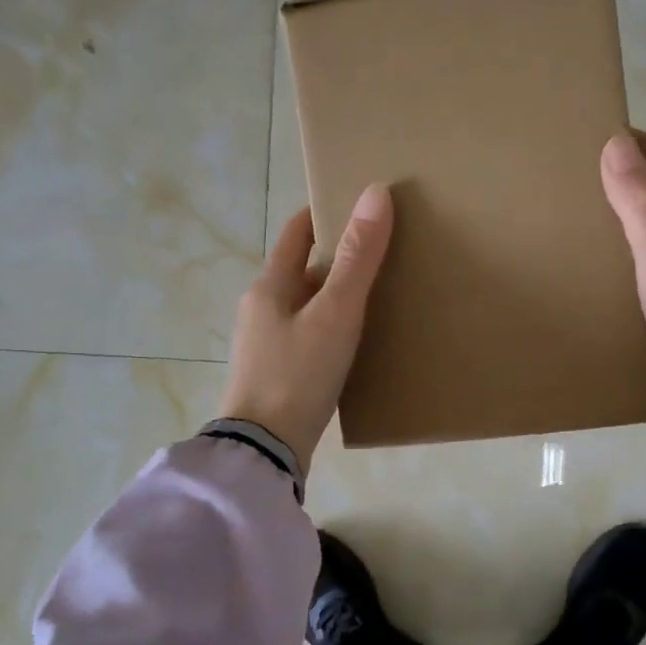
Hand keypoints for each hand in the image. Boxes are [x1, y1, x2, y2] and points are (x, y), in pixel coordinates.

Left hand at [219, 186, 394, 473]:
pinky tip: (357, 340)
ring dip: (337, 294)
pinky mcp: (276, 372)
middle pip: (303, 268)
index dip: (326, 213)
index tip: (361, 206)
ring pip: (307, 304)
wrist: (264, 451)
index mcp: (269, 285)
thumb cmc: (297, 374)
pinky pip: (308, 334)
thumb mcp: (335, 314)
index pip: (297, 231)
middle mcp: (261, 307)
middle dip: (339, 256)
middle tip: (384, 251)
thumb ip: (358, 258)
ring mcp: (265, 342)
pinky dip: (332, 326)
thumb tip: (376, 193)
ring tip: (380, 294)